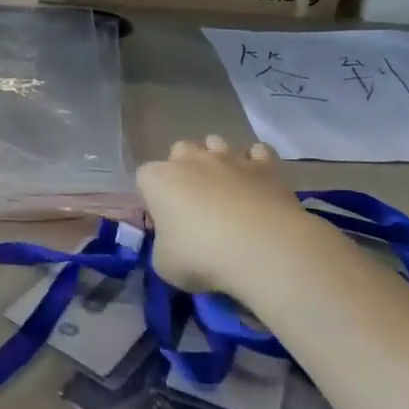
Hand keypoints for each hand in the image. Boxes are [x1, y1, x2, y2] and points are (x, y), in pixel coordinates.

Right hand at [138, 136, 303, 295]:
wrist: (263, 250)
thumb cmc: (202, 256)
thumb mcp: (165, 264)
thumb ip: (163, 246)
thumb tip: (173, 244)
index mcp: (158, 180)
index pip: (144, 177)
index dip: (152, 197)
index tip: (163, 219)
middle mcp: (191, 160)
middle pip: (180, 151)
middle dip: (183, 169)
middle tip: (193, 201)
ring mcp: (229, 158)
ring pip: (216, 143)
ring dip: (216, 160)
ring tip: (225, 188)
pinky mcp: (265, 166)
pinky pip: (257, 152)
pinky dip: (255, 163)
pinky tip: (257, 182)